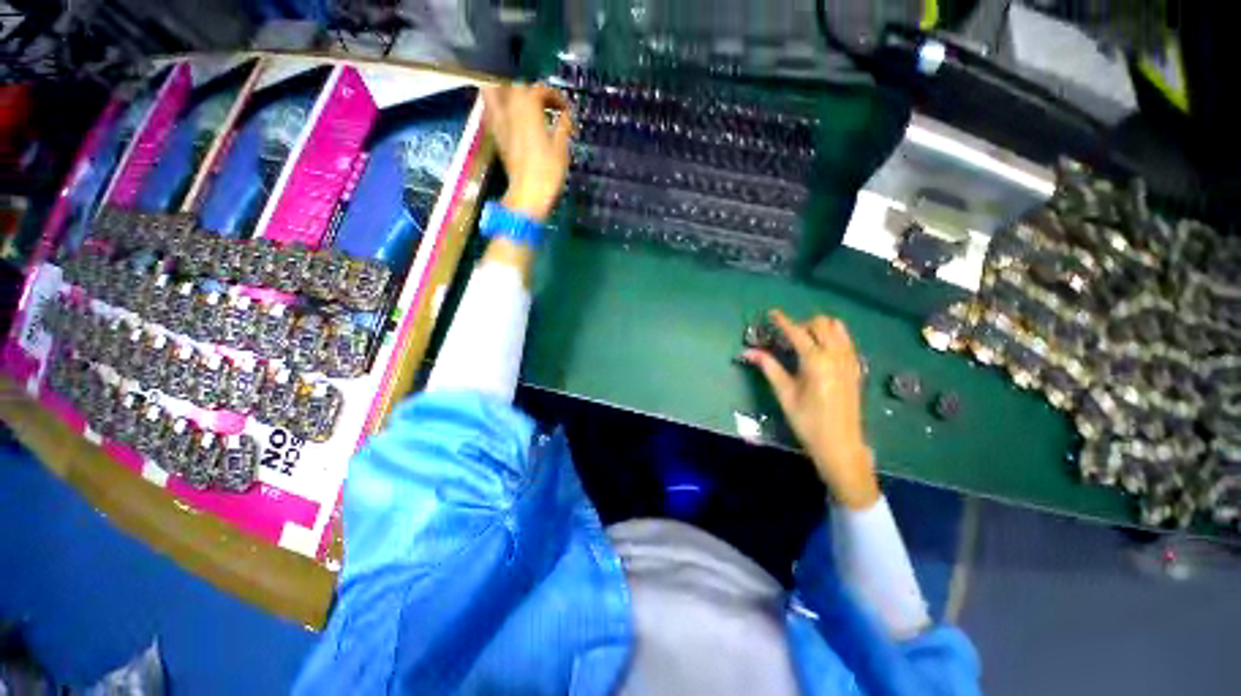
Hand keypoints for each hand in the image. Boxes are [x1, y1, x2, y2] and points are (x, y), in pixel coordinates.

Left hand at [482, 83, 573, 221]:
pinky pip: (491, 110)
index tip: (565, 109)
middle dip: (533, 91)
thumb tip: (566, 115)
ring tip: (519, 100)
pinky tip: (509, 115)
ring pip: (494, 91)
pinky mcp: (496, 136)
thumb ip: (563, 125)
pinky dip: (498, 106)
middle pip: (517, 86)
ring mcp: (499, 121)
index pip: (540, 90)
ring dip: (505, 89)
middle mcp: (510, 108)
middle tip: (545, 104)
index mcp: (528, 106)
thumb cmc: (548, 171)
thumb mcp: (561, 147)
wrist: (528, 194)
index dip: (555, 96)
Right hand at [744, 310, 879, 509]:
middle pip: (822, 324)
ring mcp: (849, 361)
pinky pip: (847, 341)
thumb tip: (748, 352)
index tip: (772, 313)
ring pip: (839, 329)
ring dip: (821, 328)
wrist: (840, 444)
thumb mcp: (784, 394)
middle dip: (803, 324)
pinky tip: (822, 350)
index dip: (783, 321)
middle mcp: (836, 355)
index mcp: (815, 361)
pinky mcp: (856, 368)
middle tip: (787, 336)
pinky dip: (834, 337)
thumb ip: (769, 367)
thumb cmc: (807, 421)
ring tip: (805, 340)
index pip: (797, 332)